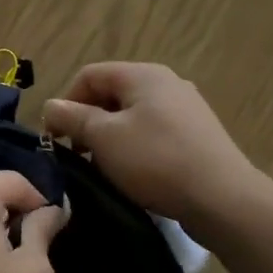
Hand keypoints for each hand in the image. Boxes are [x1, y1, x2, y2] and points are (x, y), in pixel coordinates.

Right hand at [42, 63, 259, 227]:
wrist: (222, 198)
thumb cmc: (155, 161)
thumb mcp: (104, 138)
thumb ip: (73, 118)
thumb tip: (51, 105)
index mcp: (142, 74)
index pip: (89, 75)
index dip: (66, 102)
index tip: (57, 137)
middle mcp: (166, 82)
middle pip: (111, 94)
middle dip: (88, 122)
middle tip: (78, 155)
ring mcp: (185, 108)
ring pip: (132, 115)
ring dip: (110, 138)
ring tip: (104, 168)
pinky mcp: (197, 134)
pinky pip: (153, 132)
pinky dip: (135, 147)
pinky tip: (134, 174)